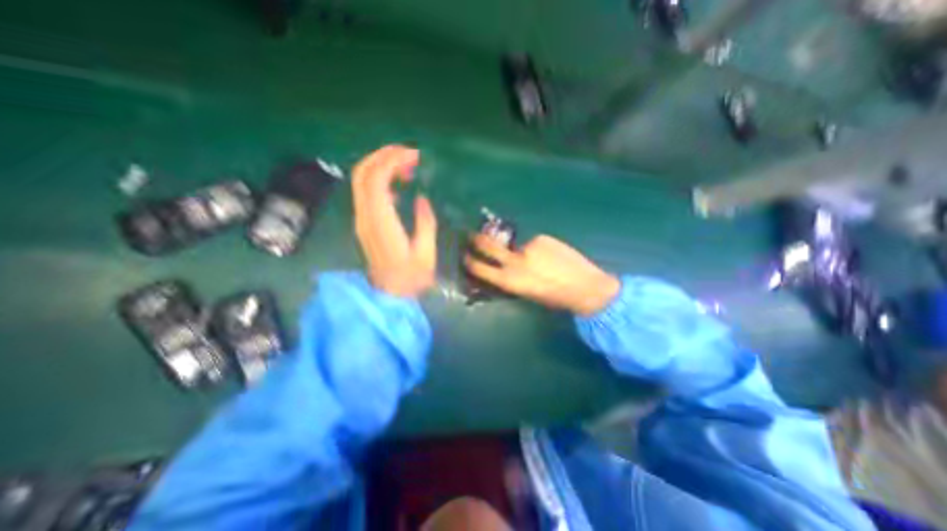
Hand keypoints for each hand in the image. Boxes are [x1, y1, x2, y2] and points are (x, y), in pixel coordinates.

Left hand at [353, 146, 436, 296]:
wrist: (389, 295)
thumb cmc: (411, 278)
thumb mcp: (426, 254)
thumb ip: (425, 222)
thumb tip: (420, 198)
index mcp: (382, 223)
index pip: (376, 180)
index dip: (392, 161)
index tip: (414, 156)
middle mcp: (365, 217)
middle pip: (363, 174)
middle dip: (383, 156)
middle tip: (409, 153)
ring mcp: (362, 219)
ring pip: (362, 180)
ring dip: (381, 165)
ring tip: (407, 165)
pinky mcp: (364, 222)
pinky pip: (367, 192)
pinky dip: (380, 179)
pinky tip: (399, 182)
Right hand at [464, 233, 622, 314]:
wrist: (585, 286)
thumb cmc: (554, 298)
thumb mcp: (526, 293)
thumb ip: (511, 280)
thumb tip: (501, 270)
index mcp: (509, 281)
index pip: (479, 268)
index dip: (469, 262)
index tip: (465, 256)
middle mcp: (514, 261)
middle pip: (487, 245)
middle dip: (476, 240)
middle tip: (473, 235)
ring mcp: (527, 246)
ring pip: (516, 245)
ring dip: (521, 249)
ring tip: (540, 259)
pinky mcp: (541, 238)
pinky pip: (533, 242)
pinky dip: (538, 247)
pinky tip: (551, 255)